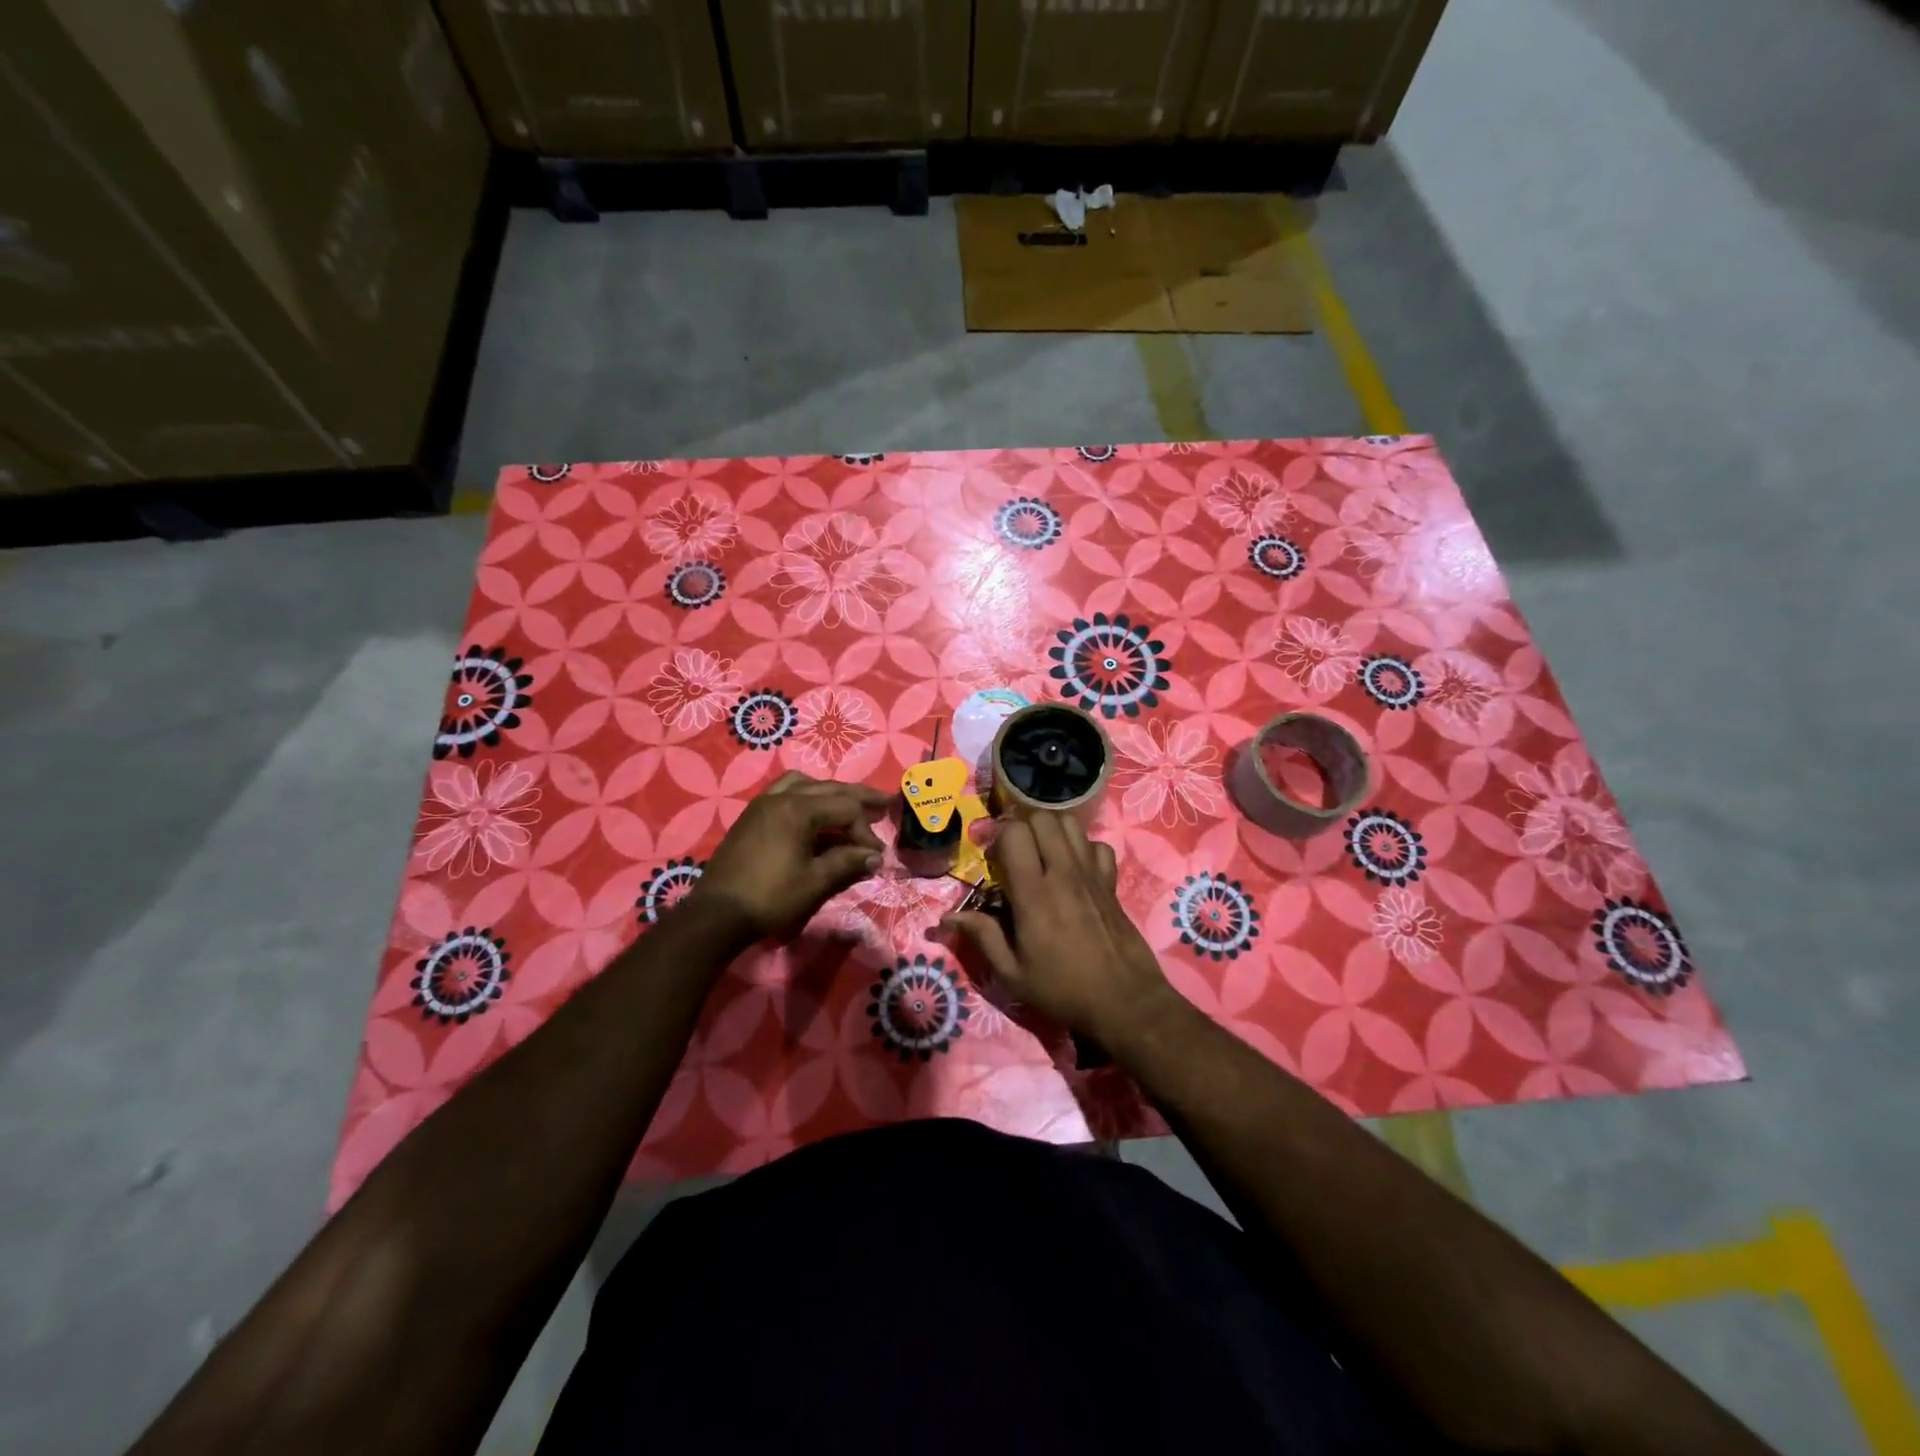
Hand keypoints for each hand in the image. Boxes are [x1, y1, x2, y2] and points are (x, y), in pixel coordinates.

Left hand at [686, 772, 889, 939]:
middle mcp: (780, 797)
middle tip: (884, 803)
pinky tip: (812, 814)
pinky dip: (805, 796)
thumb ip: (847, 862)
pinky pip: (784, 792)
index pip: (845, 808)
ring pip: (803, 784)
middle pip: (828, 788)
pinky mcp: (751, 816)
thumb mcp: (815, 881)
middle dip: (857, 798)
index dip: (865, 831)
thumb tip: (875, 856)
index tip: (875, 856)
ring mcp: (762, 804)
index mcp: (798, 809)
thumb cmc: (770, 897)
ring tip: (845, 805)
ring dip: (828, 792)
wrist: (717, 914)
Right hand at [939, 813, 1174, 1046]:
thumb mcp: (1013, 974)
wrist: (1124, 1001)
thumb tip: (948, 917)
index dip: (999, 836)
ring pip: (1070, 824)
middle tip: (1015, 850)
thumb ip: (982, 937)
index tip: (992, 856)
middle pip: (1043, 818)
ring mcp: (1091, 874)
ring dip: (1051, 830)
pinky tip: (1075, 867)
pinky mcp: (1111, 882)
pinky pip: (1098, 845)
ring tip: (1042, 852)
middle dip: (1023, 825)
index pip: (1015, 834)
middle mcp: (1063, 874)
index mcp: (1034, 894)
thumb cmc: (1063, 990)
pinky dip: (1084, 848)